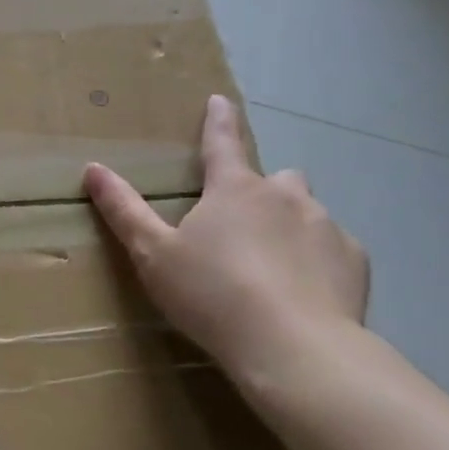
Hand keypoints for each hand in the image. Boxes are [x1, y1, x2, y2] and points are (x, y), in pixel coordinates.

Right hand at [83, 94, 368, 412]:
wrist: (294, 349)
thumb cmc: (212, 295)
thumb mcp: (154, 254)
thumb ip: (124, 210)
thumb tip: (93, 168)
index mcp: (234, 189)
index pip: (222, 142)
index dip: (218, 120)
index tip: (219, 100)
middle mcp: (284, 195)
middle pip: (276, 178)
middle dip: (262, 192)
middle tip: (245, 227)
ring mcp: (325, 225)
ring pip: (307, 211)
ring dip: (291, 226)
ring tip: (275, 268)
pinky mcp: (355, 261)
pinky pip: (335, 248)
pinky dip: (320, 260)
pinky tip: (306, 293)